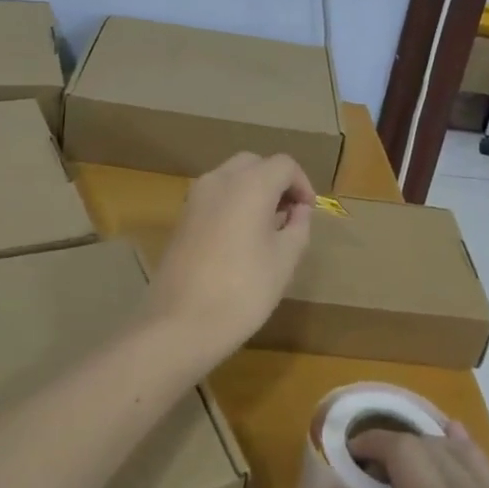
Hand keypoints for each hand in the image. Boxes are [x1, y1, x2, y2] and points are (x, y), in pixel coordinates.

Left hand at [148, 152, 315, 365]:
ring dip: (253, 191)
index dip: (302, 184)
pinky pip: (214, 196)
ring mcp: (195, 197)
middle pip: (255, 164)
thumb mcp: (285, 260)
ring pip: (231, 178)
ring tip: (267, 228)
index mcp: (250, 184)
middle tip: (289, 215)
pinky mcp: (181, 218)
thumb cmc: (243, 291)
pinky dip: (232, 204)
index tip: (309, 213)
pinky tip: (240, 238)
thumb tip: (298, 211)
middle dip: (276, 183)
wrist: (180, 323)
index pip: (284, 165)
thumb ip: (298, 227)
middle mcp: (220, 180)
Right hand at [327, 426, 488, 487]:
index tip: (345, 457)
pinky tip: (454, 456)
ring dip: (427, 447)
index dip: (370, 442)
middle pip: (431, 445)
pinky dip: (464, 455)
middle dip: (394, 445)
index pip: (402, 448)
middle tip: (363, 473)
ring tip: (399, 468)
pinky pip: (487, 476)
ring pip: (462, 455)